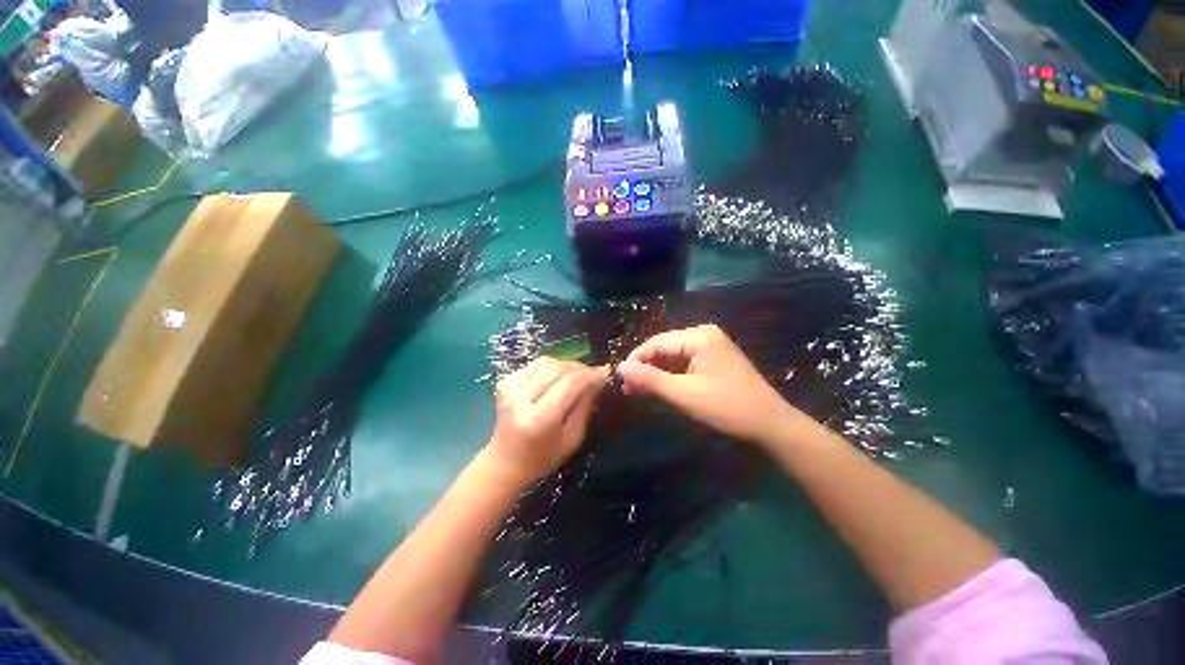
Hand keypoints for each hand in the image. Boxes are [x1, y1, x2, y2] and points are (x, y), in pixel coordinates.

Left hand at [486, 357, 609, 484]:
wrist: (506, 461)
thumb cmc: (543, 457)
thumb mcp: (572, 438)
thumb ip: (585, 406)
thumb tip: (598, 379)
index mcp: (538, 419)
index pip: (569, 384)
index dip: (590, 375)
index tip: (605, 373)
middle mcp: (520, 399)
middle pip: (558, 369)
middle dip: (581, 368)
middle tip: (595, 374)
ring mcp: (509, 387)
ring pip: (547, 362)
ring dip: (568, 365)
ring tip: (579, 375)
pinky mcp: (505, 381)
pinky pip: (536, 364)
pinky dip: (552, 366)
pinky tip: (560, 376)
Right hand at [617, 324, 805, 446]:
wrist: (770, 424)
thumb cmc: (726, 406)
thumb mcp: (683, 393)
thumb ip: (650, 379)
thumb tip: (620, 367)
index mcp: (699, 336)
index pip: (657, 342)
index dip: (636, 359)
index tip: (619, 378)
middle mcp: (704, 335)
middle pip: (665, 348)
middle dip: (645, 368)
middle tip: (627, 389)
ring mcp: (711, 347)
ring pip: (673, 357)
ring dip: (656, 374)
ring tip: (638, 391)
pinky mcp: (714, 360)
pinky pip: (685, 364)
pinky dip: (671, 376)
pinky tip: (659, 389)